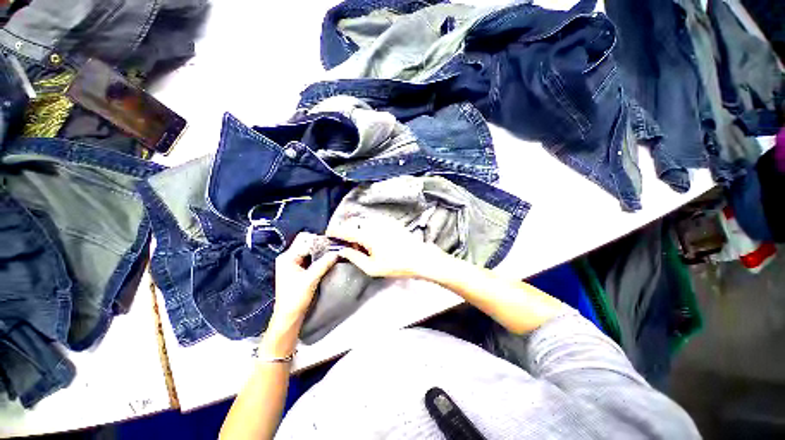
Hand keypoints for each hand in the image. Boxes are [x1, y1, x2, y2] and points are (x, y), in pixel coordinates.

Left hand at [270, 232, 338, 329]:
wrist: (289, 316)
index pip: (305, 240)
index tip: (333, 243)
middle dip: (321, 245)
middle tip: (335, 247)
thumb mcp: (311, 279)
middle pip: (307, 243)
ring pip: (310, 250)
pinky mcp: (298, 269)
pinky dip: (319, 257)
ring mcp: (293, 263)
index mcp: (287, 257)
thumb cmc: (296, 297)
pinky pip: (311, 257)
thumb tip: (337, 253)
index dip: (319, 240)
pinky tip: (328, 259)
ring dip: (321, 251)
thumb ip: (324, 264)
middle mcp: (289, 257)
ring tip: (334, 252)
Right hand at [326, 216, 445, 278]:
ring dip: (359, 232)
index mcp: (367, 235)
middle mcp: (373, 225)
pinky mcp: (390, 223)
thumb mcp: (372, 267)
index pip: (345, 230)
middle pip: (354, 225)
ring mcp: (383, 223)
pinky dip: (368, 230)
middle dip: (347, 233)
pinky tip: (374, 242)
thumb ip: (355, 257)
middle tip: (350, 247)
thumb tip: (342, 250)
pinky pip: (374, 224)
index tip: (328, 235)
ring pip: (364, 224)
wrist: (420, 257)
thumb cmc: (395, 265)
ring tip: (363, 247)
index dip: (335, 232)